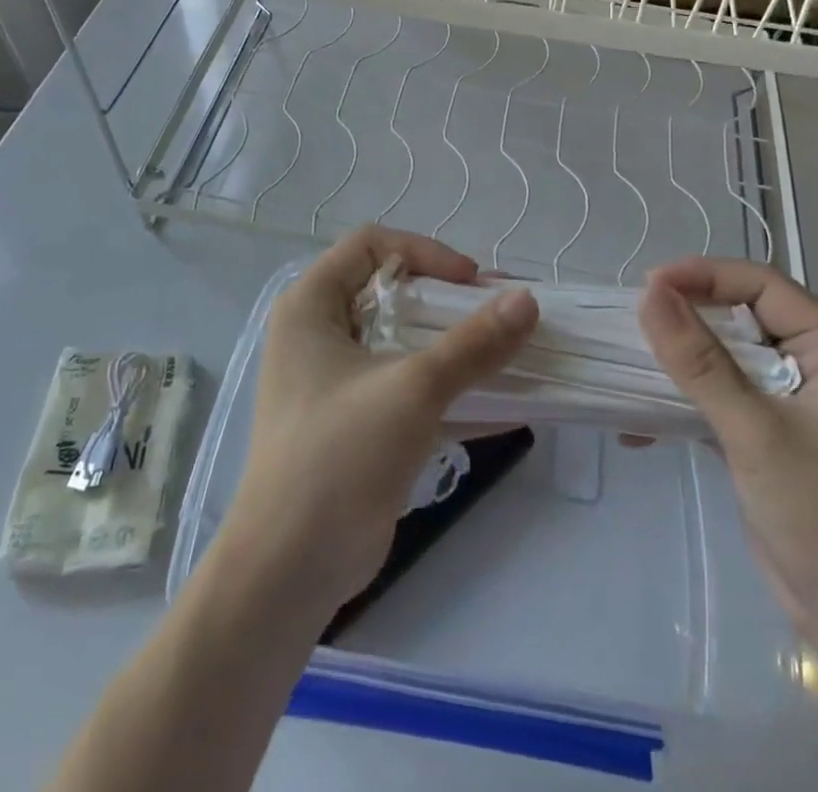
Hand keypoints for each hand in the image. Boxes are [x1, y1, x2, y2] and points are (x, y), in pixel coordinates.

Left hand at [220, 227, 538, 613]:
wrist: (289, 571)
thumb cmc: (338, 456)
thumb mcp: (411, 390)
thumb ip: (473, 345)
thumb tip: (528, 300)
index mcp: (312, 305)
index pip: (372, 245)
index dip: (424, 253)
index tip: (471, 283)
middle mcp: (322, 333)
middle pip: (395, 292)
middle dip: (453, 302)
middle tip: (504, 314)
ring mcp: (340, 380)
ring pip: (408, 342)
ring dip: (459, 347)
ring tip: (515, 351)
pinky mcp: (359, 422)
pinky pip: (412, 388)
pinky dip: (454, 391)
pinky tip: (509, 404)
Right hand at [637, 257, 817, 640]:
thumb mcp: (755, 432)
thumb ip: (700, 361)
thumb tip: (649, 294)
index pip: (763, 286)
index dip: (704, 277)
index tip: (648, 284)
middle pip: (742, 315)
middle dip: (688, 315)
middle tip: (634, 319)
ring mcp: (794, 399)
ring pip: (727, 354)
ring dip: (681, 358)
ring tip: (630, 359)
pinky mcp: (771, 431)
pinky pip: (722, 393)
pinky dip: (685, 398)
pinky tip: (641, 421)